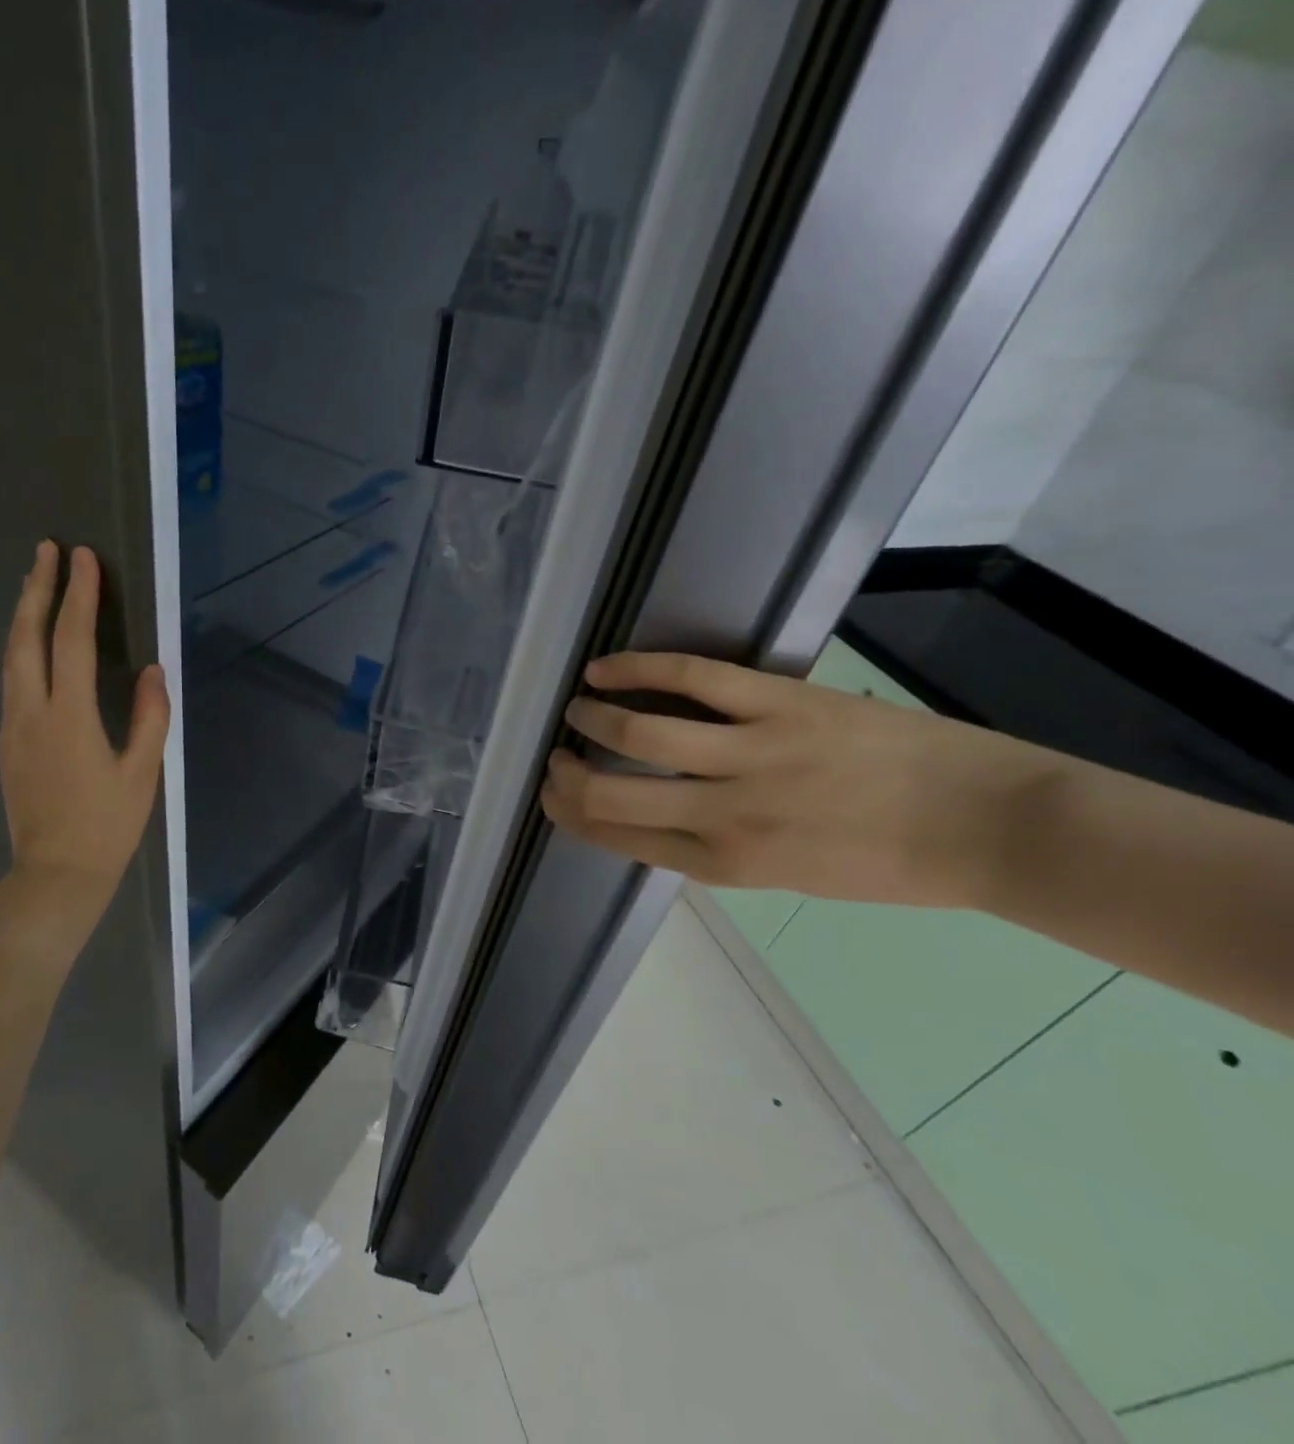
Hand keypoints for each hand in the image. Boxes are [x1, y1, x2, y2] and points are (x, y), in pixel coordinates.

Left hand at [0, 541, 169, 901]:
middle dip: (36, 589)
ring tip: (34, 583)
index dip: (79, 595)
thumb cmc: (107, 826)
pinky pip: (11, 680)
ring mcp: (12, 727)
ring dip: (23, 615)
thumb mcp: (142, 774)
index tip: (84, 558)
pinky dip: (20, 647)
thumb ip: (150, 718)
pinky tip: (31, 643)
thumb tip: (152, 671)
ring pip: (10, 657)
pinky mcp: (7, 743)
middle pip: (26, 638)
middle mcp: (31, 713)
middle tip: (46, 550)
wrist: (55, 875)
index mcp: (69, 717)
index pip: (70, 640)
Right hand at [540, 652, 1058, 908]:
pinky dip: (635, 669)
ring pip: (637, 734)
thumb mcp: (787, 877)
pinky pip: (689, 679)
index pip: (615, 836)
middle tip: (557, 755)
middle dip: (566, 774)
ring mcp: (751, 756)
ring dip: (592, 718)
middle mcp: (723, 816)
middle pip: (608, 793)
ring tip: (579, 708)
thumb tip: (656, 816)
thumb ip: (715, 847)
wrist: (990, 828)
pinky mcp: (779, 704)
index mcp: (723, 864)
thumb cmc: (888, 863)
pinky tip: (605, 668)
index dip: (570, 813)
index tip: (554, 793)